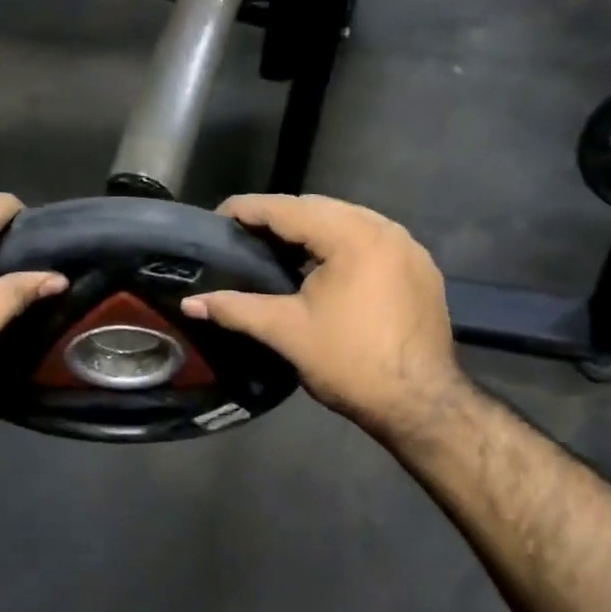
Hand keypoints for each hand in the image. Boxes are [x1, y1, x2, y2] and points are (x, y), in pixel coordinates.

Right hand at [181, 194, 466, 441]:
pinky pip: (372, 241)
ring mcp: (409, 247)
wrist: (420, 403)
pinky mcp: (421, 268)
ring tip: (277, 249)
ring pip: (349, 222)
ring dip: (312, 229)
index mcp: (352, 236)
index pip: (288, 208)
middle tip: (243, 236)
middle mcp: (385, 229)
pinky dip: (342, 244)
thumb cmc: (349, 363)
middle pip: (321, 208)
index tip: (217, 217)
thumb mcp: (286, 332)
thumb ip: (235, 309)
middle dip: (279, 217)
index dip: (248, 209)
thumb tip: (189, 303)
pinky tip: (323, 267)